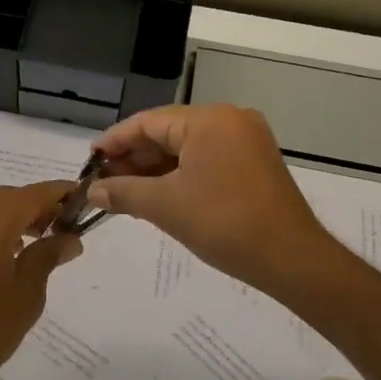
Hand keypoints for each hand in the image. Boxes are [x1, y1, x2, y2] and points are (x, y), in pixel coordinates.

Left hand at [0, 181, 83, 379]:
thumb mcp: (27, 293)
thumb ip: (48, 256)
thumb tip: (69, 238)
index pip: (30, 194)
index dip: (58, 192)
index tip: (83, 197)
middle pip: (7, 197)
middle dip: (36, 204)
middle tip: (64, 225)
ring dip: (15, 216)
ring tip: (41, 240)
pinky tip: (11, 253)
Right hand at [90, 104, 332, 294]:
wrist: (291, 259)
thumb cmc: (223, 224)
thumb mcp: (165, 206)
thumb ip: (123, 192)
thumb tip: (91, 191)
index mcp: (209, 120)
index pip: (148, 122)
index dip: (114, 141)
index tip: (89, 160)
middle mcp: (229, 120)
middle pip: (167, 132)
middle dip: (133, 157)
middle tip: (103, 181)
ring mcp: (246, 141)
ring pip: (186, 148)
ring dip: (154, 168)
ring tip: (122, 190)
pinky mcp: (254, 163)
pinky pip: (205, 159)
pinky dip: (179, 174)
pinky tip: (155, 193)